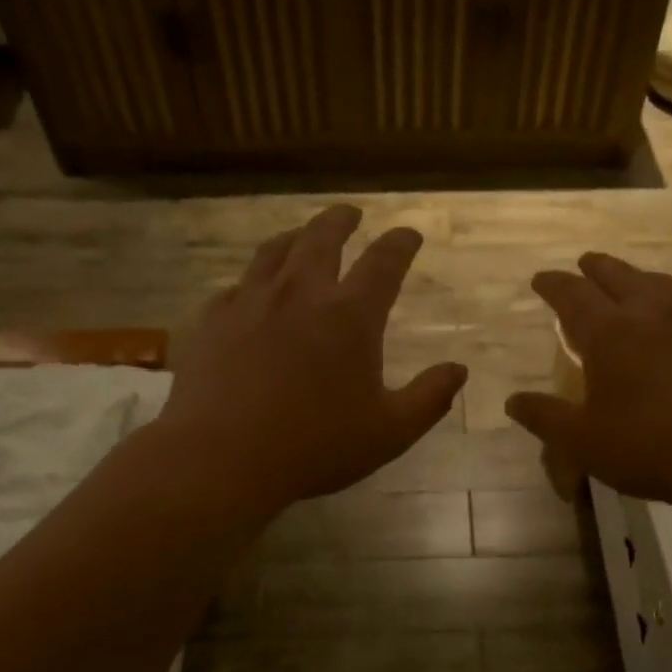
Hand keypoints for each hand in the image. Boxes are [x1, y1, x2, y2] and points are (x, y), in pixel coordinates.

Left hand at [154, 205, 466, 516]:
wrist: (222, 457)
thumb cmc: (315, 446)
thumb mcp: (390, 432)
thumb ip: (429, 398)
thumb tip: (458, 369)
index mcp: (350, 316)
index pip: (384, 263)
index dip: (401, 243)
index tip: (409, 234)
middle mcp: (301, 294)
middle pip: (323, 238)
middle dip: (342, 220)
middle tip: (351, 213)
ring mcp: (251, 302)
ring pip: (275, 252)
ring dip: (295, 237)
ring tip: (301, 236)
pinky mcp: (213, 321)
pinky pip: (236, 287)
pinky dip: (253, 281)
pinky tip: (251, 290)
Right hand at [505, 254, 671, 511]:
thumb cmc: (648, 447)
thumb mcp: (582, 442)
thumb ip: (545, 417)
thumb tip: (512, 401)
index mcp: (610, 334)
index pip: (573, 295)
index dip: (554, 284)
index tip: (541, 278)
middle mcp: (653, 314)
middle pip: (619, 276)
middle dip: (597, 267)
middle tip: (585, 263)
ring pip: (664, 284)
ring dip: (641, 277)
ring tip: (635, 282)